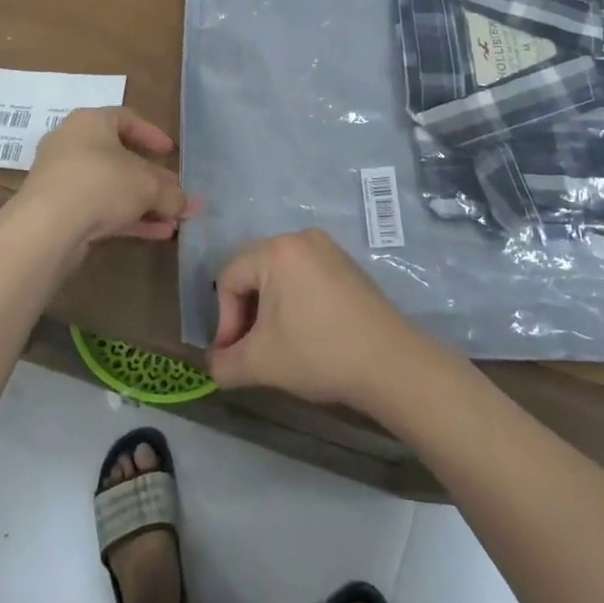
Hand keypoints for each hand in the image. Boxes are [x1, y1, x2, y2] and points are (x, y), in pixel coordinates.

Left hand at [14, 107, 195, 249]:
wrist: (47, 226)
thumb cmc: (101, 183)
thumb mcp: (147, 186)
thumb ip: (172, 194)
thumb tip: (193, 204)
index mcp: (90, 122)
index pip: (126, 119)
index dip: (152, 135)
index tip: (171, 152)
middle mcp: (72, 144)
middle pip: (119, 157)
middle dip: (151, 178)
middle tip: (173, 191)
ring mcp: (62, 179)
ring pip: (110, 186)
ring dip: (142, 202)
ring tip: (172, 219)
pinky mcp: (58, 210)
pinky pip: (99, 208)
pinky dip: (127, 218)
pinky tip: (156, 234)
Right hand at [207, 228, 428, 413]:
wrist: (390, 363)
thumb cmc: (318, 353)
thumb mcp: (261, 363)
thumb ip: (224, 364)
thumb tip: (213, 364)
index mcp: (276, 250)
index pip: (228, 277)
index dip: (224, 319)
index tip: (232, 353)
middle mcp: (300, 238)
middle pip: (253, 270)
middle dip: (244, 311)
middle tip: (250, 347)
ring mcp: (328, 248)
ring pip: (279, 273)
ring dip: (268, 306)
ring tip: (276, 342)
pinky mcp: (347, 264)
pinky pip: (305, 274)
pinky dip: (294, 299)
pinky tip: (304, 331)